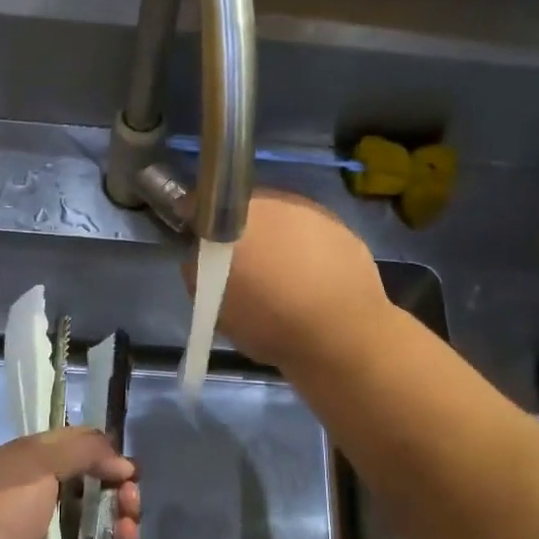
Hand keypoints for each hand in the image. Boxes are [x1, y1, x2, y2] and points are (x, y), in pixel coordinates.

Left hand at [0, 428, 139, 538]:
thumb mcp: (33, 460)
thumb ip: (84, 450)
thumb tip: (124, 463)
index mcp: (30, 480)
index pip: (79, 467)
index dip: (107, 466)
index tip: (127, 471)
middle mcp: (41, 518)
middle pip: (97, 507)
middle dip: (121, 502)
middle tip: (129, 503)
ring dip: (121, 536)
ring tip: (124, 534)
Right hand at [197, 191, 390, 369]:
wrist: (343, 336)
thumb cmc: (269, 321)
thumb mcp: (213, 305)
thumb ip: (196, 270)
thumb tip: (198, 255)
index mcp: (236, 215)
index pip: (200, 203)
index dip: (193, 222)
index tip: (196, 242)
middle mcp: (274, 201)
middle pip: (243, 207)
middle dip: (237, 229)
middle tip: (239, 264)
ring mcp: (313, 212)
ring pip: (281, 218)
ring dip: (274, 236)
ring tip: (279, 275)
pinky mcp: (344, 229)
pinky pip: (311, 233)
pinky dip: (305, 248)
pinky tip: (310, 280)